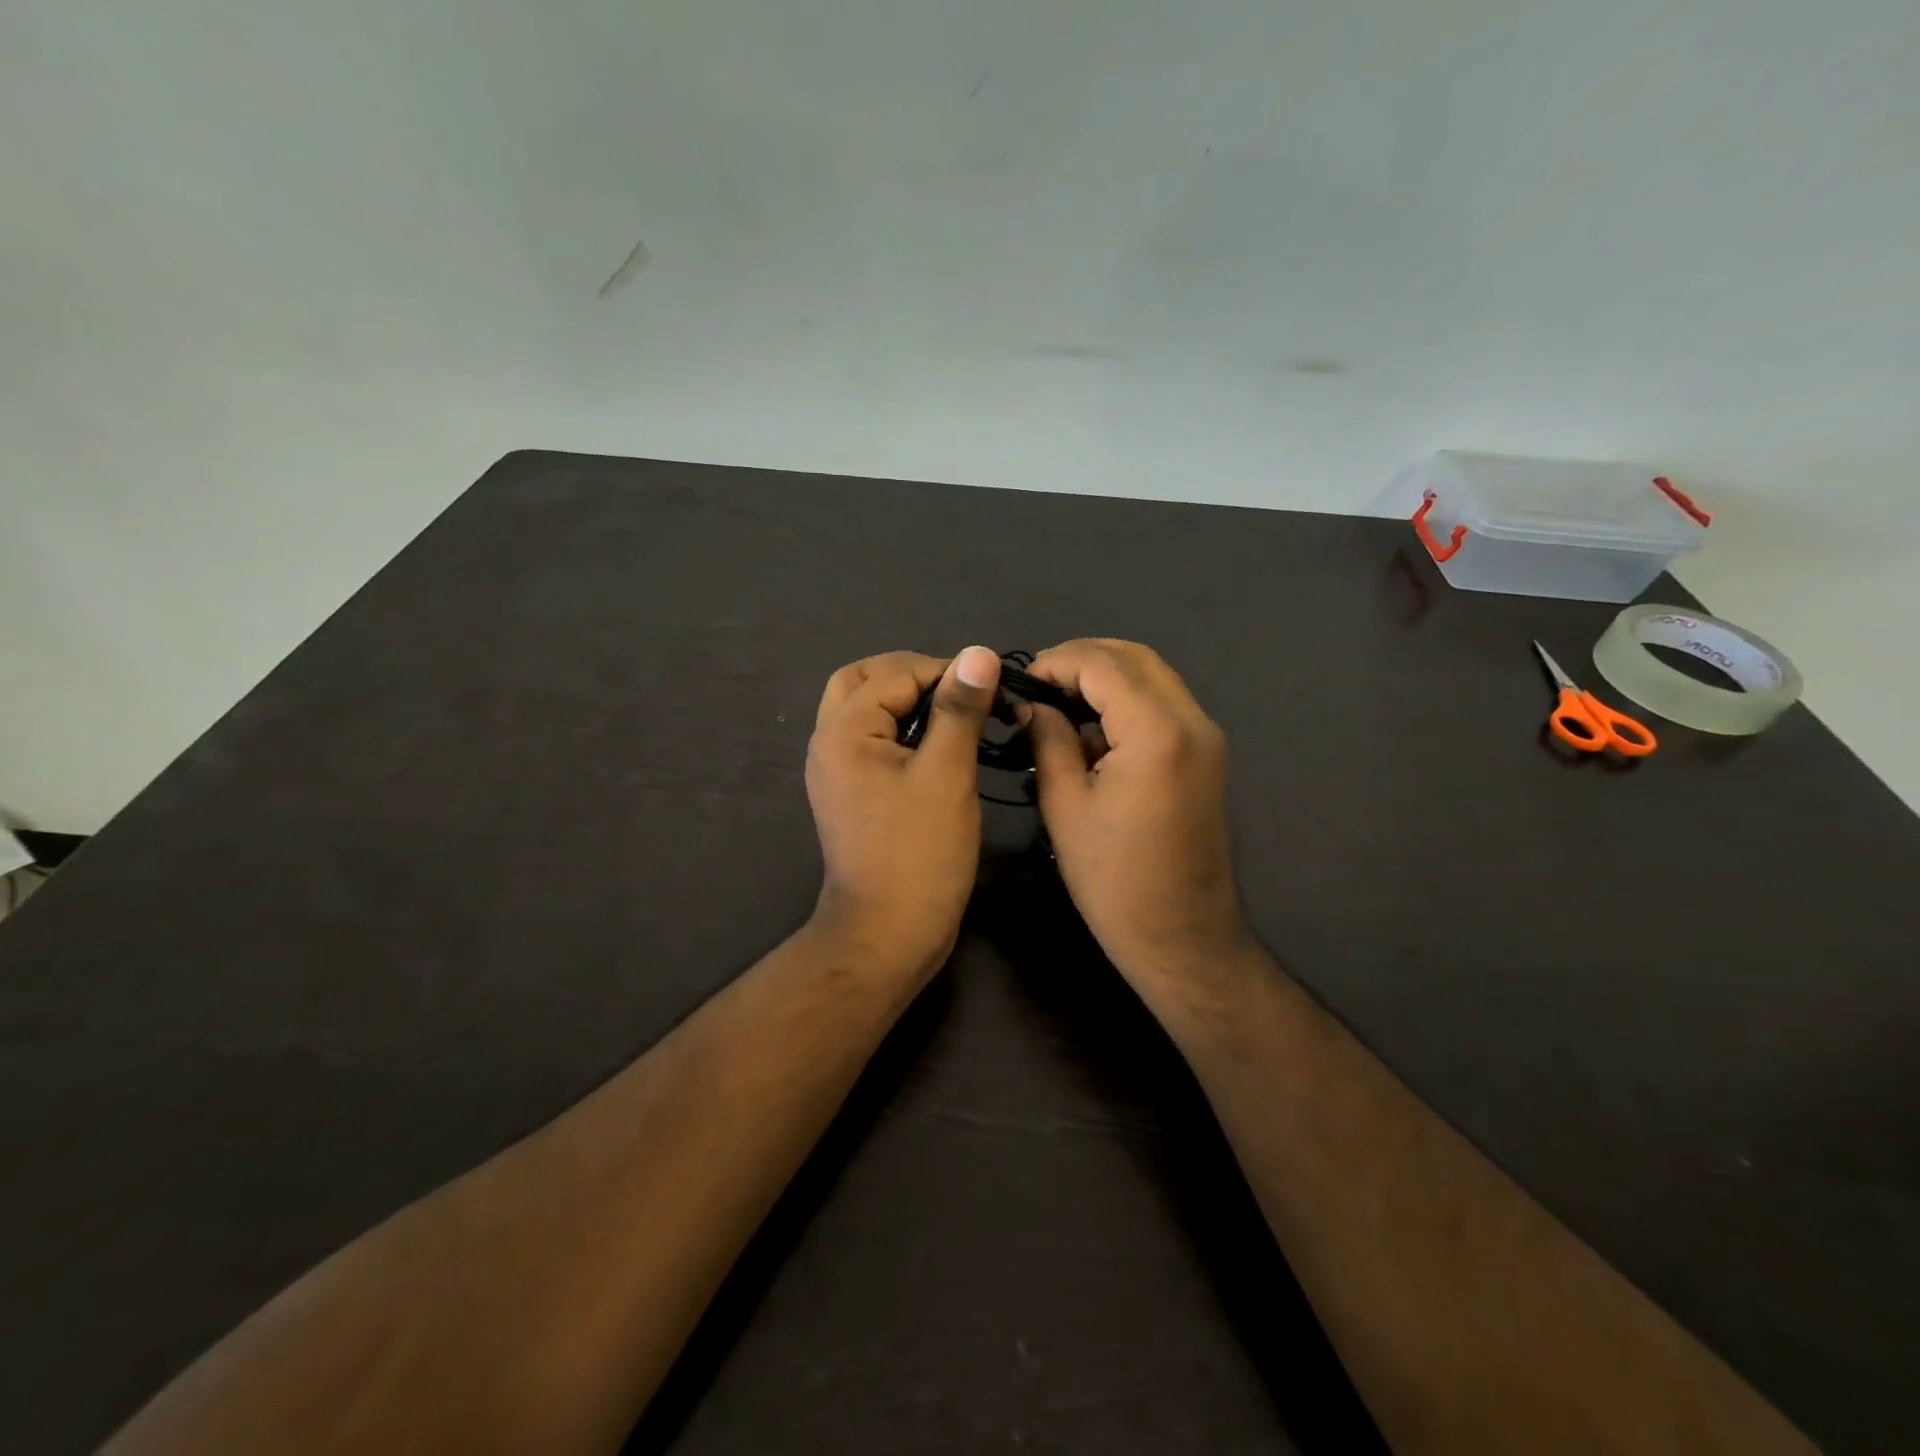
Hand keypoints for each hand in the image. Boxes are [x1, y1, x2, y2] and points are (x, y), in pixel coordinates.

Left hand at [804, 647, 1001, 980]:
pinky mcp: (849, 792)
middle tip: (960, 690)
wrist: (887, 933)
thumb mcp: (947, 774)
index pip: (894, 673)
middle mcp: (828, 743)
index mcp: (844, 731)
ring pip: (864, 710)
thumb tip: (980, 653)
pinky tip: (937, 744)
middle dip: (912, 674)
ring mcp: (835, 770)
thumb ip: (959, 709)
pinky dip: (900, 728)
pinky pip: (870, 740)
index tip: (992, 686)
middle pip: (862, 680)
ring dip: (905, 700)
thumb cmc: (920, 854)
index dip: (945, 671)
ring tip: (954, 713)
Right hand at [1025, 639, 1251, 992]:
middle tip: (1038, 687)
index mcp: (1157, 732)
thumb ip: (1048, 739)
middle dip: (1081, 659)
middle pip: (1134, 656)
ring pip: (1153, 675)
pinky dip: (1126, 699)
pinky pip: (1164, 704)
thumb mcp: (1065, 805)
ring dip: (1105, 676)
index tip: (1020, 684)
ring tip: (1058, 703)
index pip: (1102, 663)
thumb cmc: (1114, 879)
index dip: (1056, 662)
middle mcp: (1192, 721)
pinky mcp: (1206, 755)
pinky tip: (1092, 727)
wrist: (1181, 936)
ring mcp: (1206, 737)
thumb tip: (1032, 704)